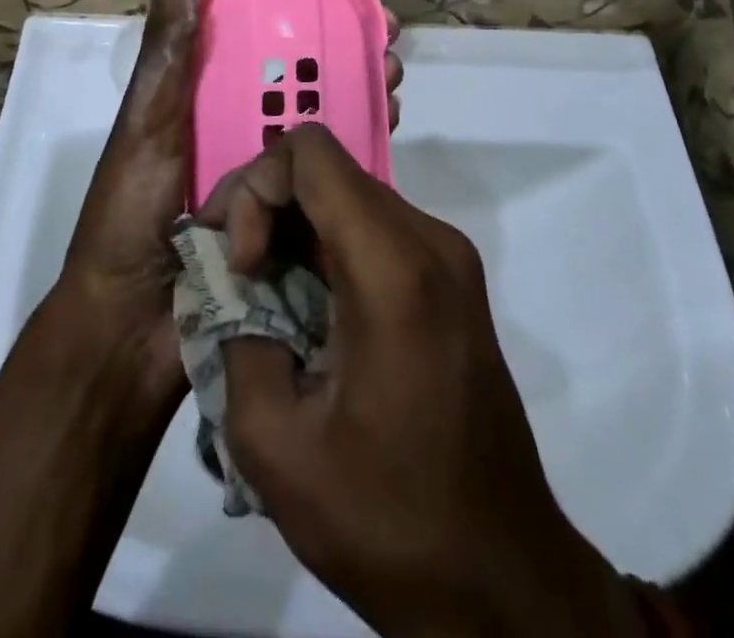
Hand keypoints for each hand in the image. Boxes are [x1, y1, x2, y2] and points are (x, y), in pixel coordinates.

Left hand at [59, 0, 404, 392]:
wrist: (130, 328)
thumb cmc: (130, 212)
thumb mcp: (146, 121)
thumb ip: (166, 47)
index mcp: (202, 94)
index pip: (256, 32)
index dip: (297, 3)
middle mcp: (238, 122)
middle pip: (300, 70)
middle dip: (345, 44)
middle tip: (386, 31)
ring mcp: (266, 167)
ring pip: (323, 112)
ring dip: (362, 85)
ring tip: (394, 73)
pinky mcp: (289, 210)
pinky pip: (331, 167)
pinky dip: (363, 140)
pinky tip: (392, 123)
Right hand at [201, 125, 644, 637]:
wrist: (502, 580)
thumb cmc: (388, 520)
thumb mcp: (276, 445)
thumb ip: (235, 339)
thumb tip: (231, 289)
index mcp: (393, 266)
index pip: (310, 152)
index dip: (256, 188)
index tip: (241, 263)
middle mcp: (429, 238)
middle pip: (328, 170)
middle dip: (265, 207)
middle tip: (231, 275)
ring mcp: (448, 256)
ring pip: (348, 198)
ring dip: (294, 231)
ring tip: (260, 300)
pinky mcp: (452, 279)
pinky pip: (374, 230)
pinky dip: (326, 250)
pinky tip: (305, 312)